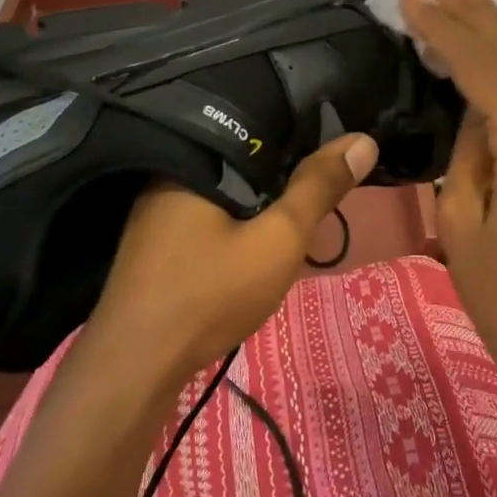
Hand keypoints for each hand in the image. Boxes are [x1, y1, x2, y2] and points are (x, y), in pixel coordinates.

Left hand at [87, 134, 378, 377]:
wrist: (133, 373)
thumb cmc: (209, 294)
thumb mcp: (278, 238)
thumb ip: (319, 188)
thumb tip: (363, 140)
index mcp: (195, 158)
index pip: (257, 124)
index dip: (298, 129)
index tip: (333, 137)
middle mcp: (169, 173)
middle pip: (239, 155)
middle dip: (279, 164)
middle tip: (322, 172)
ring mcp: (156, 210)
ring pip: (223, 186)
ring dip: (257, 193)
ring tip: (297, 196)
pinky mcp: (155, 242)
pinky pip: (207, 211)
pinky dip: (235, 215)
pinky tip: (253, 231)